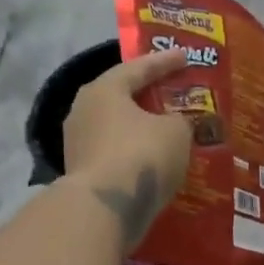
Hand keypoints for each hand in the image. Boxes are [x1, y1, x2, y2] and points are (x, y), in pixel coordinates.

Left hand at [65, 48, 194, 247]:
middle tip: (172, 92)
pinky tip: (153, 159)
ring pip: (118, 127)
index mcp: (104, 89)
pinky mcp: (83, 172)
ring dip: (141, 128)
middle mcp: (84, 110)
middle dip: (148, 95)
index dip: (165, 62)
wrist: (106, 208)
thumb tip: (172, 123)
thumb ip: (179, 120)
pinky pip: (116, 153)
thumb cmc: (142, 155)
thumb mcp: (176, 131)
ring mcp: (79, 143)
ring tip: (166, 129)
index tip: (185, 56)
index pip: (138, 68)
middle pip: (122, 97)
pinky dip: (135, 153)